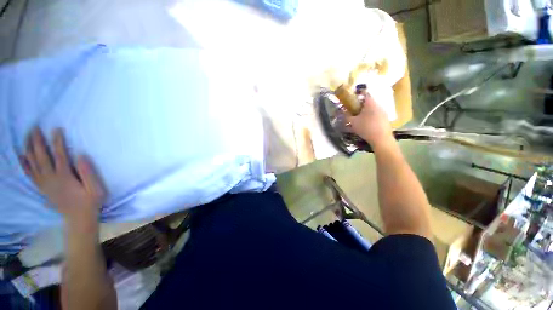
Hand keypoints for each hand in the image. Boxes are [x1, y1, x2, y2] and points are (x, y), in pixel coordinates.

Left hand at [20, 128, 104, 225]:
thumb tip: (81, 155)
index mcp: (65, 177)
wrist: (78, 218)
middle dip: (37, 141)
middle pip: (42, 157)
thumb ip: (88, 173)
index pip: (60, 155)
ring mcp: (45, 184)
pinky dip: (25, 164)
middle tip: (34, 127)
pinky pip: (30, 174)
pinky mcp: (42, 188)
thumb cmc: (90, 202)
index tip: (56, 129)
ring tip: (27, 137)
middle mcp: (51, 178)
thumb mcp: (96, 189)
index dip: (58, 142)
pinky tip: (22, 156)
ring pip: (33, 164)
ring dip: (29, 149)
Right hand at [346, 92, 393, 148]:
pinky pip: (377, 116)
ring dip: (366, 113)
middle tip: (354, 112)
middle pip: (369, 102)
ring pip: (373, 109)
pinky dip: (371, 118)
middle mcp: (378, 105)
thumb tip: (342, 112)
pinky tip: (367, 125)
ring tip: (359, 120)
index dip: (357, 96)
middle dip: (361, 106)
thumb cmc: (366, 128)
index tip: (351, 101)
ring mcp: (384, 112)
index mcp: (370, 103)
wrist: (381, 139)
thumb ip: (347, 116)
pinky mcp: (386, 119)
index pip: (364, 94)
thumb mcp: (353, 122)